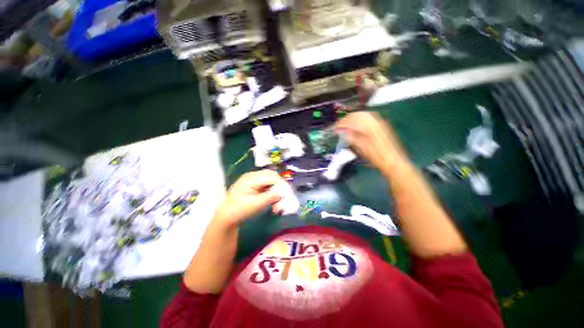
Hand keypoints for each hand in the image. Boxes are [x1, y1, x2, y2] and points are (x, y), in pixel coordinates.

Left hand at [213, 170, 283, 227]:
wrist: (226, 217)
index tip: (289, 192)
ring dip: (275, 187)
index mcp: (252, 178)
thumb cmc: (240, 210)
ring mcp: (252, 180)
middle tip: (285, 194)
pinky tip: (272, 198)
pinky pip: (265, 184)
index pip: (271, 177)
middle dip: (279, 184)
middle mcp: (252, 175)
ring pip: (269, 179)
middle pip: (271, 175)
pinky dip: (270, 190)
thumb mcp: (257, 204)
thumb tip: (284, 192)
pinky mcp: (252, 185)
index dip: (282, 184)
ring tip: (278, 198)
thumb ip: (272, 196)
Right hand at [335, 112, 410, 176]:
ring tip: (345, 125)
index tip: (335, 129)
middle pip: (358, 115)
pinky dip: (359, 120)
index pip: (353, 120)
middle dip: (346, 119)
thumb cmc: (378, 158)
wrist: (394, 162)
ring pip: (363, 115)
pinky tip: (355, 125)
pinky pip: (368, 118)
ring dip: (352, 118)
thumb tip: (343, 132)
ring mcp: (379, 124)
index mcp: (371, 128)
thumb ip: (354, 139)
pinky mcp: (381, 126)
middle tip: (338, 126)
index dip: (342, 123)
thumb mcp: (364, 150)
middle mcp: (376, 123)